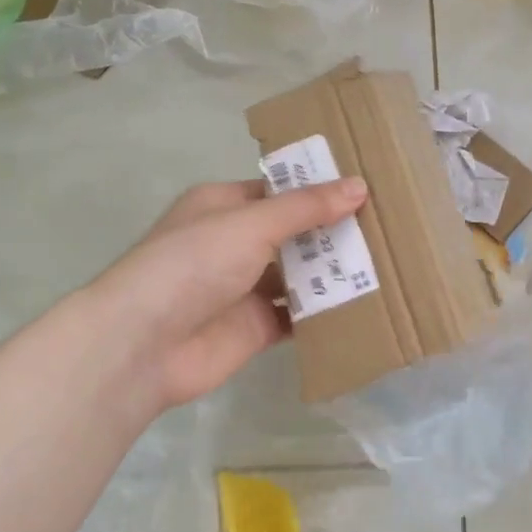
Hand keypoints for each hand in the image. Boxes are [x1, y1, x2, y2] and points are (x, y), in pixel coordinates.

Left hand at [90, 176, 368, 412]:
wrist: (143, 345)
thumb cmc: (193, 263)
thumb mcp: (251, 223)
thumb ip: (305, 208)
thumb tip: (359, 186)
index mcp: (223, 206)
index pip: (278, 191)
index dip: (318, 189)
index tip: (367, 187)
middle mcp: (234, 243)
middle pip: (292, 232)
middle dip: (332, 231)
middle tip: (388, 225)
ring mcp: (244, 287)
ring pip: (298, 274)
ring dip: (333, 270)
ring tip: (388, 261)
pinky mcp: (255, 327)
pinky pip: (297, 315)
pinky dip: (325, 311)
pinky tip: (364, 303)